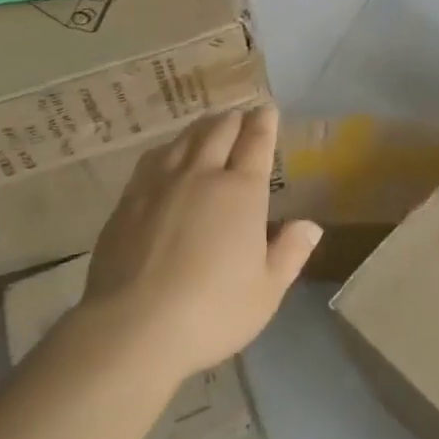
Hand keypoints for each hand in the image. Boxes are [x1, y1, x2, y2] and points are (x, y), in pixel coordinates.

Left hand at [83, 105, 321, 379]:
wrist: (133, 328)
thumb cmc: (212, 312)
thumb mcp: (267, 291)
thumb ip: (290, 252)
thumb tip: (310, 225)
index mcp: (241, 192)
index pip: (256, 142)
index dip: (264, 122)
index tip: (267, 110)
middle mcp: (201, 175)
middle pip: (219, 131)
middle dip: (234, 119)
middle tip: (241, 118)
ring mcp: (160, 184)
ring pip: (184, 139)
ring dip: (202, 128)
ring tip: (208, 128)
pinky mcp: (128, 200)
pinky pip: (153, 159)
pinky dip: (169, 148)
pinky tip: (167, 156)